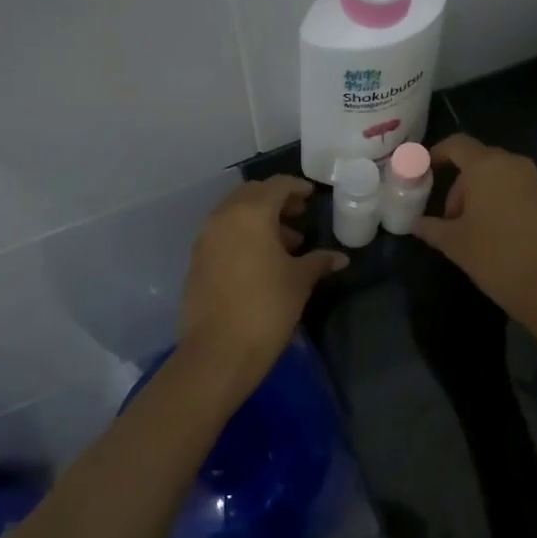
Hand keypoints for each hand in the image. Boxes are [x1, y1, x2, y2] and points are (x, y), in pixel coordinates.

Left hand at [176, 176, 347, 404]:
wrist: (218, 352)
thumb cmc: (266, 307)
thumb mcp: (299, 281)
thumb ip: (318, 261)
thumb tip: (340, 258)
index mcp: (250, 213)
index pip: (276, 186)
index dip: (296, 188)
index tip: (312, 196)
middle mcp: (223, 217)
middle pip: (251, 195)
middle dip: (276, 201)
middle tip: (299, 215)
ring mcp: (205, 239)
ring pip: (235, 214)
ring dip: (259, 220)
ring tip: (286, 244)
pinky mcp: (197, 261)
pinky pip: (223, 235)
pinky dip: (243, 236)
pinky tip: (262, 261)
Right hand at [412, 135, 536, 334]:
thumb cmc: (497, 258)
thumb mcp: (455, 245)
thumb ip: (432, 228)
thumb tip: (416, 223)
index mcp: (487, 167)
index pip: (458, 144)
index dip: (438, 153)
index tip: (425, 171)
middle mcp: (516, 165)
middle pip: (481, 162)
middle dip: (461, 185)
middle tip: (451, 218)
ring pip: (503, 178)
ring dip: (484, 195)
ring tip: (475, 231)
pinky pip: (522, 192)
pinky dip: (506, 204)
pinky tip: (503, 237)